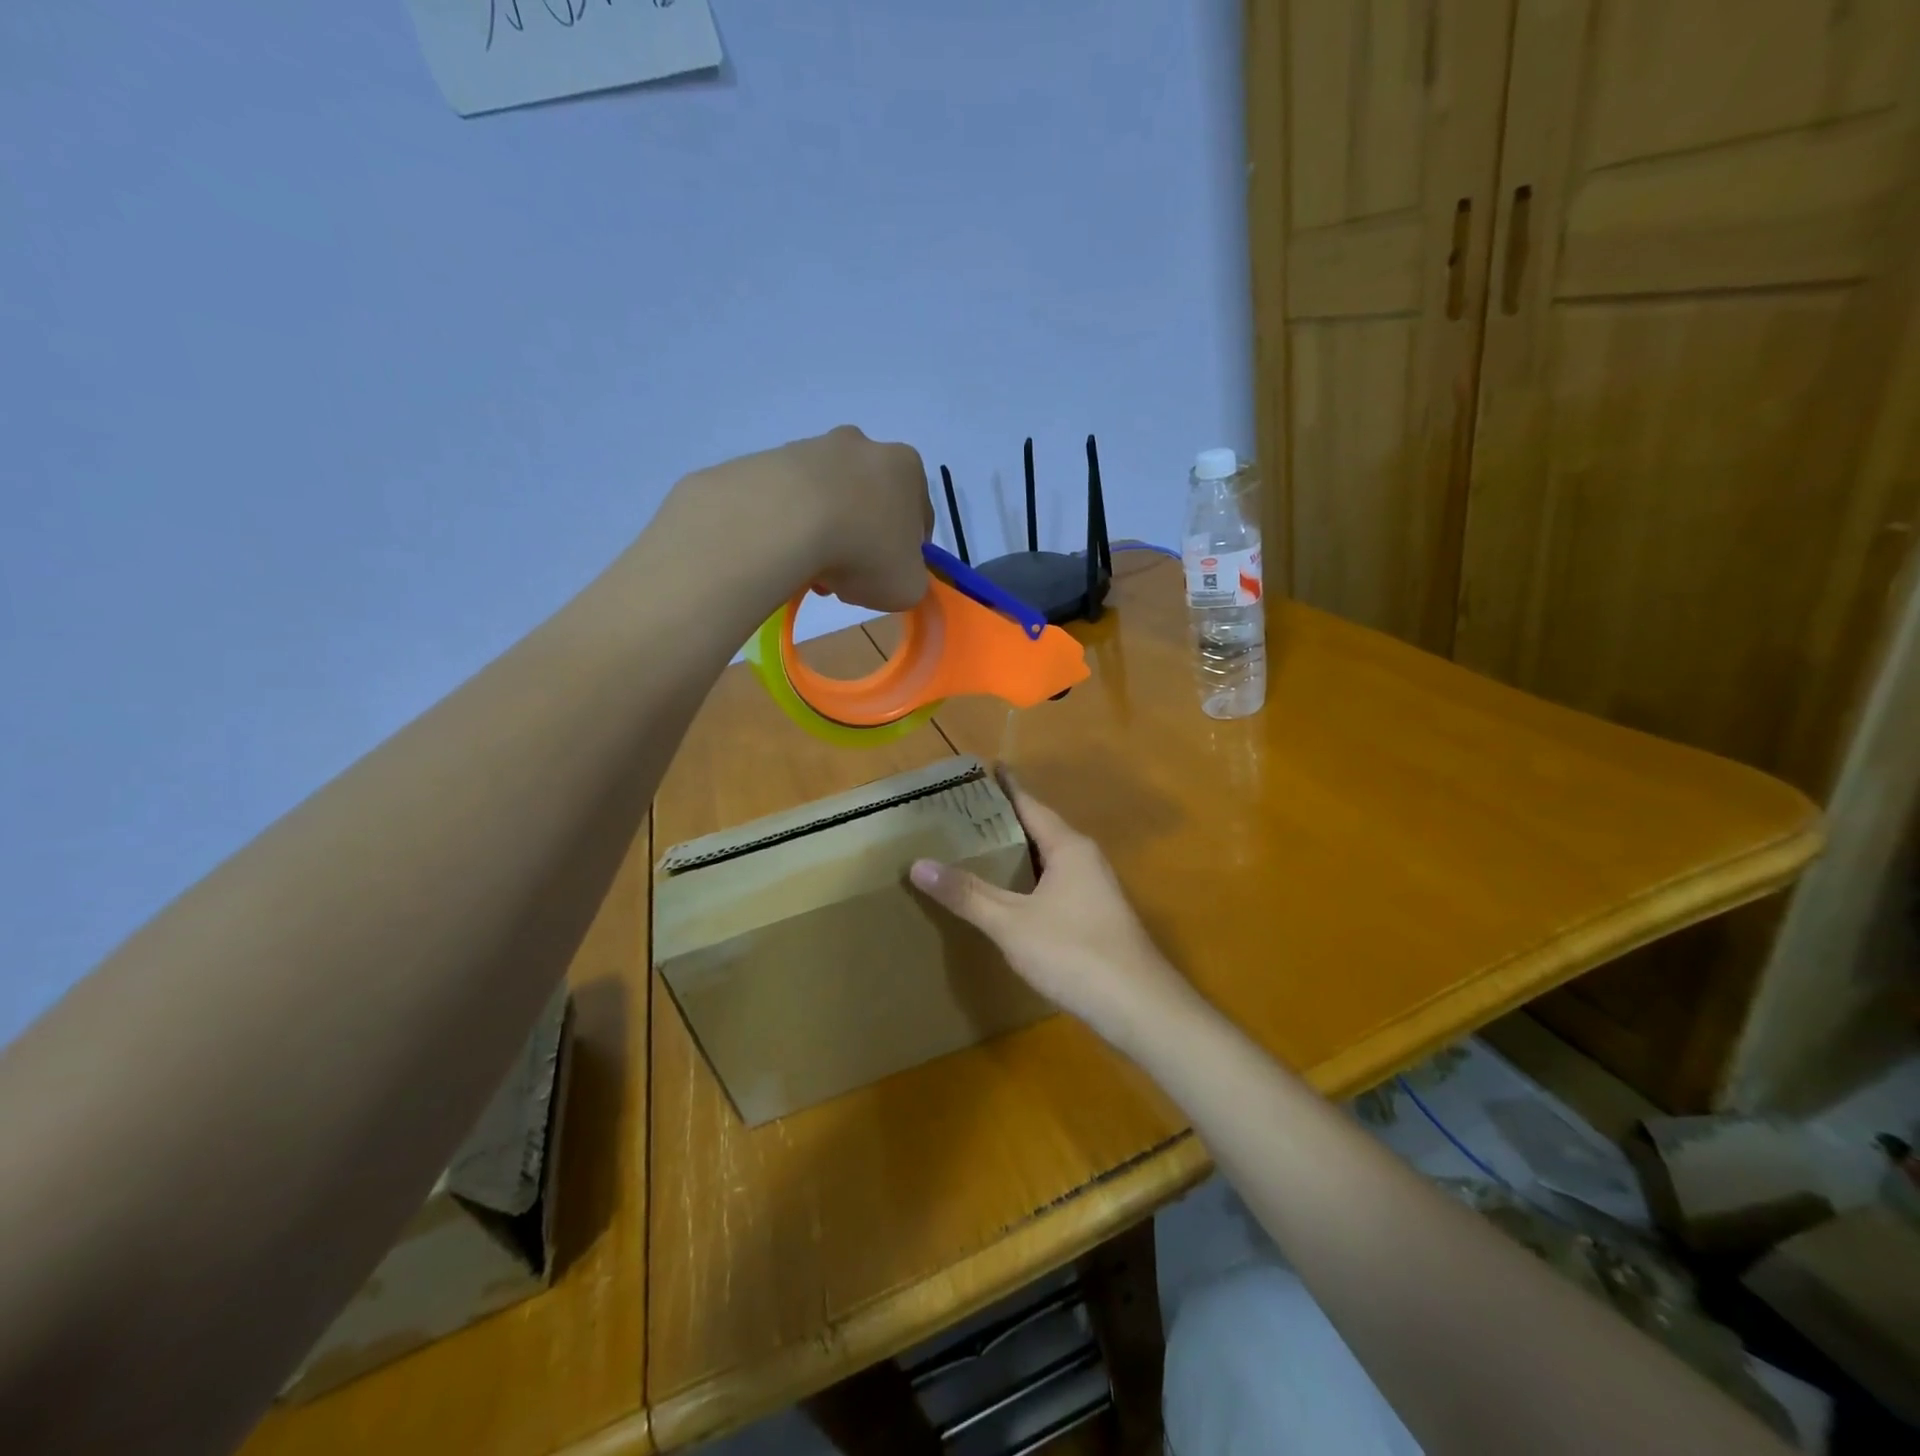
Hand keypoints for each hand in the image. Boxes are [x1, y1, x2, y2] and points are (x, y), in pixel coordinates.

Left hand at [674, 425, 933, 613]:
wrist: (788, 521)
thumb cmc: (865, 551)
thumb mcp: (908, 586)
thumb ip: (910, 579)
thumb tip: (894, 574)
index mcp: (907, 468)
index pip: (918, 516)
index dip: (907, 553)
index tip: (889, 576)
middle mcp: (865, 445)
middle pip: (871, 504)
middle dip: (863, 540)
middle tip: (848, 577)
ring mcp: (816, 447)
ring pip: (831, 501)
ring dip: (827, 534)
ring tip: (812, 571)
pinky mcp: (775, 458)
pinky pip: (794, 500)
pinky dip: (795, 525)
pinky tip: (788, 553)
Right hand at [910, 774, 1200, 1052]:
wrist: (1138, 1006)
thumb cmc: (1073, 952)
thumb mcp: (1011, 923)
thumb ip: (967, 894)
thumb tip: (918, 864)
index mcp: (1068, 847)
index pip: (1031, 804)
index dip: (1007, 787)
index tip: (986, 768)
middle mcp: (1086, 859)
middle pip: (1041, 829)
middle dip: (1007, 820)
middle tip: (967, 813)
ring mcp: (1096, 890)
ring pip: (1050, 860)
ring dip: (1020, 853)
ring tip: (982, 850)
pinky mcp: (1097, 918)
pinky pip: (1056, 885)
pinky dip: (1030, 881)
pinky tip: (1012, 898)